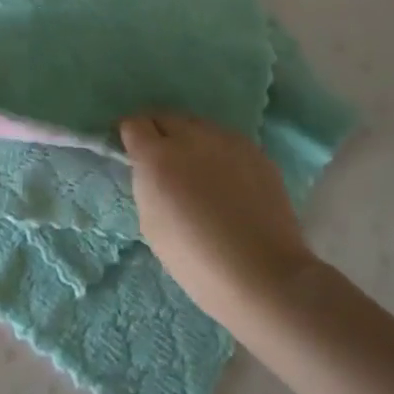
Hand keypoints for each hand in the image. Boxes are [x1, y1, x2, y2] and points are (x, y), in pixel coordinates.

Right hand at [120, 112, 317, 326]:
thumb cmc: (196, 260)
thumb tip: (152, 171)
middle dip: (159, 134)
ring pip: (198, 126)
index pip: (133, 123)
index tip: (132, 154)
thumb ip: (147, 185)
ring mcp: (228, 141)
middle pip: (166, 117)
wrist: (263, 276)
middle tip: (164, 164)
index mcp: (157, 156)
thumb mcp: (151, 224)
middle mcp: (191, 137)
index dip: (130, 137)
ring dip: (190, 141)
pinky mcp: (256, 153)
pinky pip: (227, 142)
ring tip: (198, 171)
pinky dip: (219, 153)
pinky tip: (227, 182)